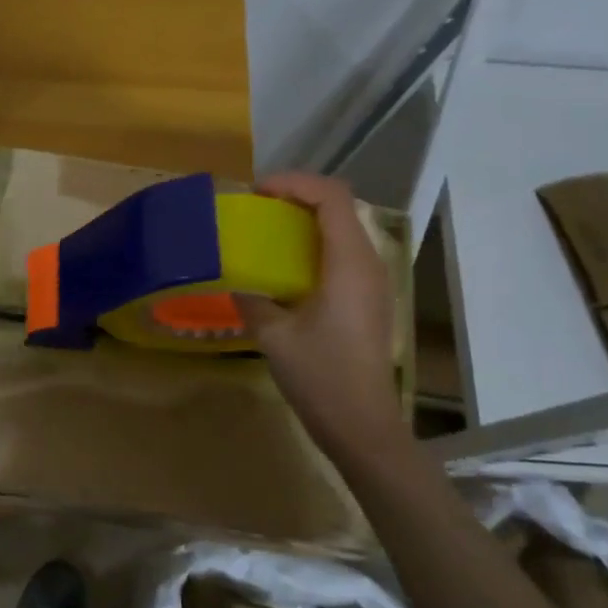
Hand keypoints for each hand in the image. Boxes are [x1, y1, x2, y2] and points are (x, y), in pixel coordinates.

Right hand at [237, 173, 403, 454]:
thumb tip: (234, 278)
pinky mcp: (369, 299)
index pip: (331, 197)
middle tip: (257, 207)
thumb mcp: (272, 335)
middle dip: (298, 196)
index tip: (256, 192)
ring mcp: (373, 282)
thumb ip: (251, 298)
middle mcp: (368, 264)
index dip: (294, 183)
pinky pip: (344, 252)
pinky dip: (315, 243)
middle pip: (339, 207)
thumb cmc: (319, 376)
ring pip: (344, 228)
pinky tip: (287, 266)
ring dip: (307, 219)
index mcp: (348, 264)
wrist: (361, 424)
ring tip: (268, 230)